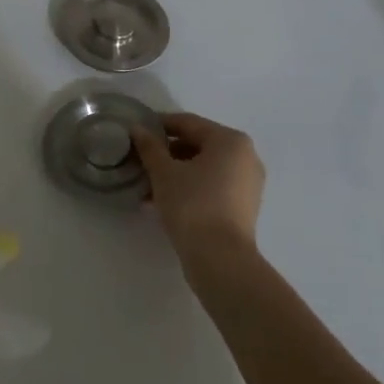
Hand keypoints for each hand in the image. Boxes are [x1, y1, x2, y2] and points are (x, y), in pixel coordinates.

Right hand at [132, 113, 265, 277]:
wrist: (221, 260)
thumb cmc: (192, 205)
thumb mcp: (164, 172)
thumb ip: (150, 147)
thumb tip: (137, 128)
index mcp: (230, 141)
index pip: (188, 123)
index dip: (159, 125)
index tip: (136, 131)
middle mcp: (245, 157)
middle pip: (198, 145)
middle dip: (166, 153)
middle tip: (139, 161)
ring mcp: (248, 183)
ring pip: (204, 168)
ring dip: (175, 172)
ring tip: (146, 185)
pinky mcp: (244, 207)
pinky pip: (212, 186)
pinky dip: (189, 187)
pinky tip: (162, 201)